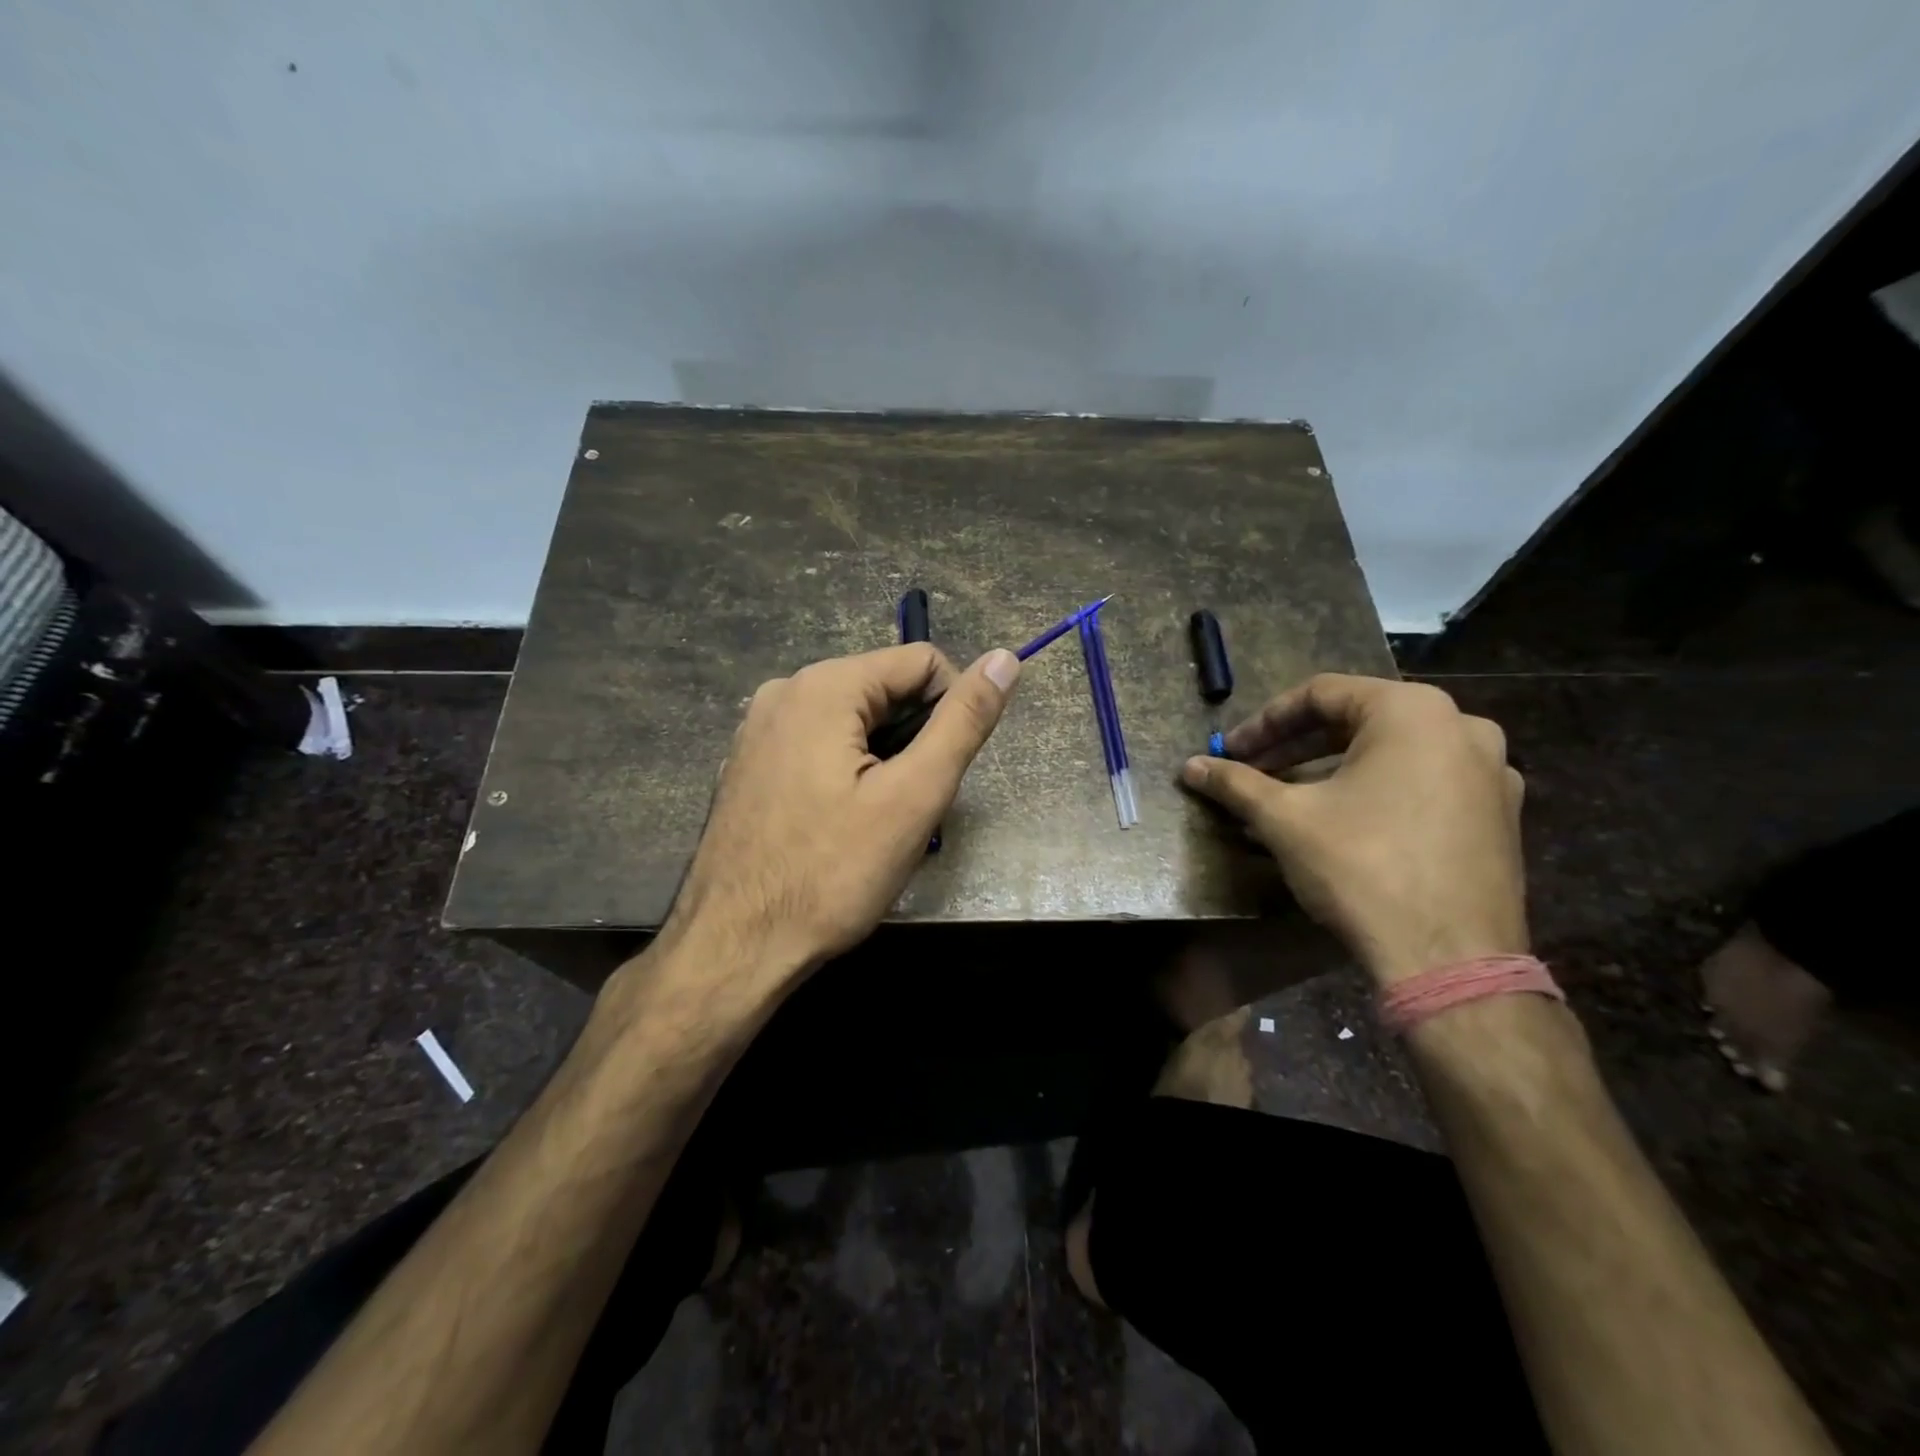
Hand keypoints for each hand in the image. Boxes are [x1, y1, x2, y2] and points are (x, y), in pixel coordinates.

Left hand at [666, 643, 1021, 974]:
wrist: (734, 946)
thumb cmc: (831, 874)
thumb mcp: (913, 796)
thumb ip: (963, 723)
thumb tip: (1004, 659)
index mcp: (824, 686)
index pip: (922, 662)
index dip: (953, 709)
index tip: (945, 772)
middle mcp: (784, 691)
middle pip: (884, 689)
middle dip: (913, 739)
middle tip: (911, 807)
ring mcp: (759, 728)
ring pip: (854, 720)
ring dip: (883, 760)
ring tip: (878, 821)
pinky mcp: (750, 763)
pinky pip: (818, 745)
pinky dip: (846, 771)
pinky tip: (840, 824)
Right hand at [1179, 674, 1526, 984]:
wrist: (1450, 959)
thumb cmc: (1361, 866)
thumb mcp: (1284, 818)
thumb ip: (1235, 783)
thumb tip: (1190, 767)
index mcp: (1412, 711)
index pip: (1320, 694)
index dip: (1263, 722)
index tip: (1229, 751)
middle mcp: (1461, 727)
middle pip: (1357, 721)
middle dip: (1295, 747)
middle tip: (1253, 772)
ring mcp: (1491, 773)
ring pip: (1392, 754)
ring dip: (1332, 770)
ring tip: (1289, 799)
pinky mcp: (1500, 816)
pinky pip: (1424, 784)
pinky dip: (1376, 791)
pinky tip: (1343, 823)